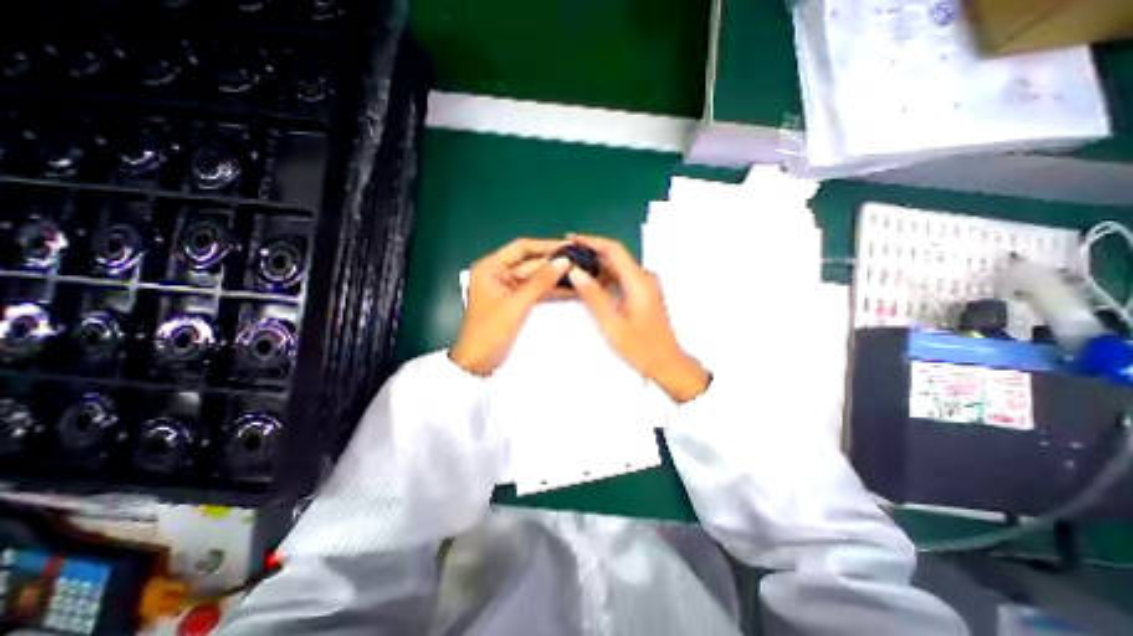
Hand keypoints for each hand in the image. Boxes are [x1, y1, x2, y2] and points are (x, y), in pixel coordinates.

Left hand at [451, 238, 569, 376]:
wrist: (478, 363)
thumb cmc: (490, 332)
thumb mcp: (516, 305)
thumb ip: (540, 282)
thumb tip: (564, 261)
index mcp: (490, 267)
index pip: (521, 248)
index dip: (546, 246)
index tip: (569, 247)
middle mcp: (498, 273)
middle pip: (530, 263)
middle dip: (554, 263)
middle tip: (580, 262)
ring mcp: (507, 288)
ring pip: (535, 277)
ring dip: (555, 277)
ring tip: (579, 273)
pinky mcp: (515, 301)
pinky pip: (535, 291)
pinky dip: (550, 290)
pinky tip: (569, 288)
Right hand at [567, 234, 704, 401]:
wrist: (666, 362)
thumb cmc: (640, 347)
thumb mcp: (611, 323)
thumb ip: (593, 296)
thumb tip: (575, 271)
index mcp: (638, 281)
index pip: (614, 250)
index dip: (591, 241)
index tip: (570, 239)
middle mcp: (644, 277)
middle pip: (616, 256)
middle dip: (591, 251)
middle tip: (567, 254)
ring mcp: (646, 285)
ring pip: (618, 266)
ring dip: (597, 264)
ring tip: (573, 267)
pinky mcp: (644, 292)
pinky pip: (622, 277)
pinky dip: (605, 276)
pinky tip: (590, 282)